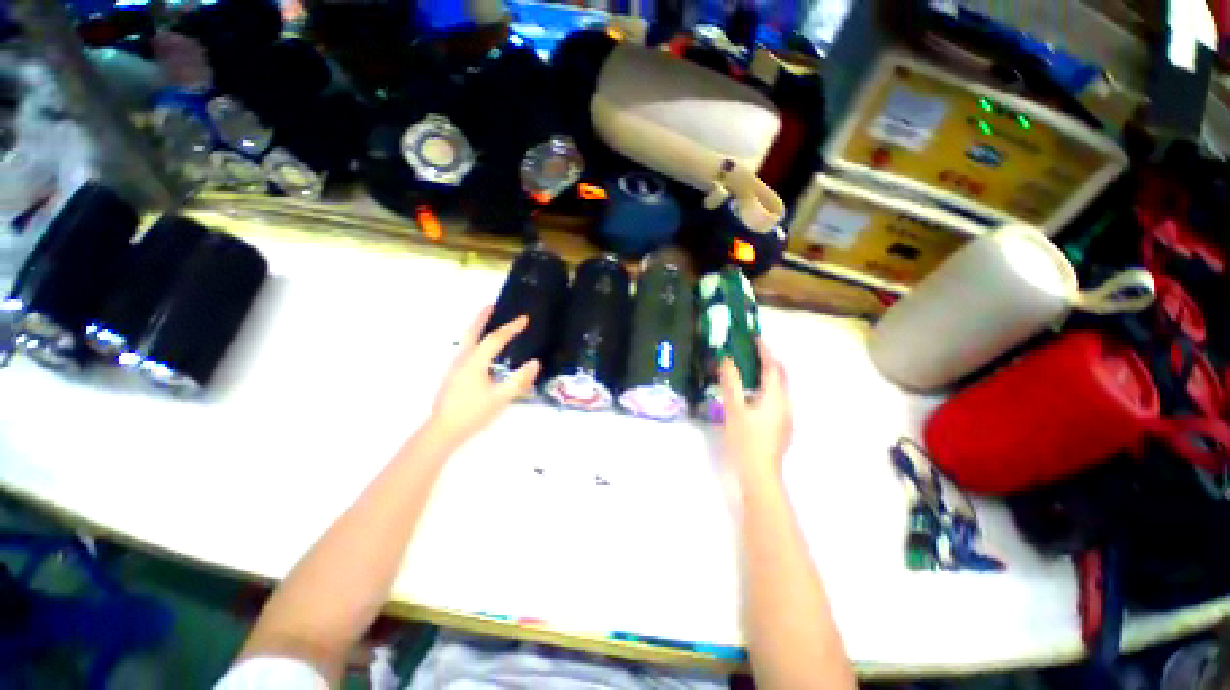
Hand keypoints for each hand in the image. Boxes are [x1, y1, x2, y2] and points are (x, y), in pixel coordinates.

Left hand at [427, 307, 540, 445]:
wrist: (443, 430)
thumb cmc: (472, 413)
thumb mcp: (500, 398)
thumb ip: (519, 381)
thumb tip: (535, 363)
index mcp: (474, 362)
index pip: (495, 339)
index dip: (511, 328)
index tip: (524, 318)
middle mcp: (462, 359)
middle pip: (472, 332)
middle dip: (482, 317)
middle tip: (492, 305)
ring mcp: (455, 367)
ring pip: (466, 340)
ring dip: (477, 327)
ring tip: (487, 321)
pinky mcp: (453, 375)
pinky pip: (466, 349)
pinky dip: (474, 339)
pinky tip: (481, 348)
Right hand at [719, 340, 791, 483]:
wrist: (760, 474)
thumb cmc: (745, 440)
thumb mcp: (733, 409)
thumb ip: (731, 383)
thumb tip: (727, 360)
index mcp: (774, 397)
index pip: (772, 367)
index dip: (764, 350)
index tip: (756, 337)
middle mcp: (785, 404)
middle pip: (781, 376)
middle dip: (770, 361)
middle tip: (753, 352)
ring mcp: (786, 417)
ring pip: (780, 389)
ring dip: (769, 375)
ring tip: (751, 370)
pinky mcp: (782, 427)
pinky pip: (777, 399)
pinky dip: (767, 389)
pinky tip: (753, 397)